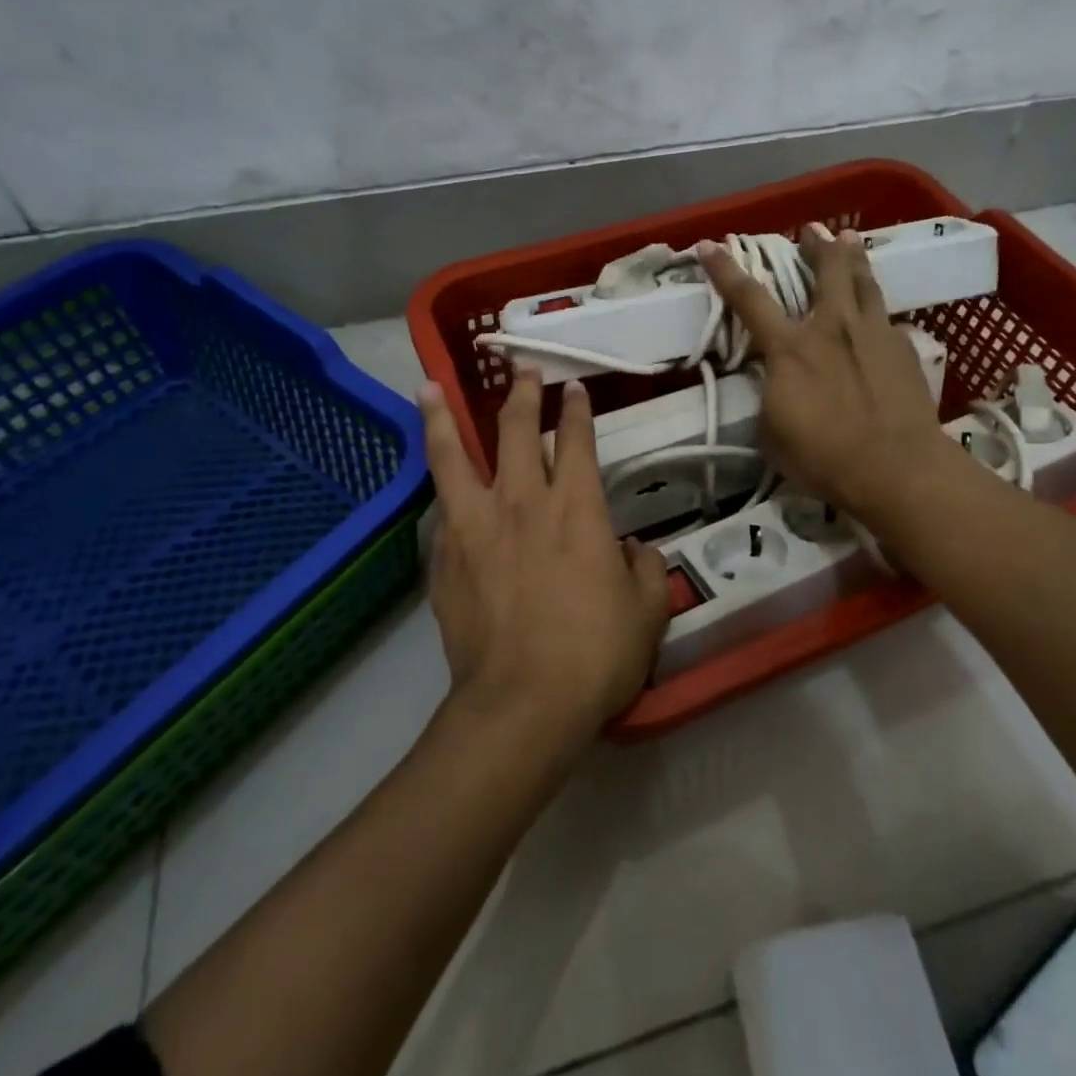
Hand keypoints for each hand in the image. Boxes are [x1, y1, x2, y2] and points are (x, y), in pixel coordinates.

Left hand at [418, 371, 669, 750]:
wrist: (523, 703)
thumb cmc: (595, 654)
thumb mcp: (646, 612)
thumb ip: (644, 569)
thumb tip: (632, 551)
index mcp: (577, 509)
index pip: (576, 441)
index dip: (576, 410)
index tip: (573, 390)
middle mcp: (523, 503)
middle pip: (517, 432)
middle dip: (523, 396)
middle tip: (523, 372)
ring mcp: (476, 527)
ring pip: (454, 456)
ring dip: (443, 418)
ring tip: (429, 387)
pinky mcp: (446, 558)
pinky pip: (443, 512)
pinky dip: (443, 492)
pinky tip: (440, 488)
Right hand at [697, 225, 948, 520]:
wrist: (897, 469)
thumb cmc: (824, 458)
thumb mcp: (773, 434)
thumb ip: (770, 398)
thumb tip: (774, 384)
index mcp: (790, 349)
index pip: (750, 299)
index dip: (726, 270)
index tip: (710, 245)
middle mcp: (831, 328)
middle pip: (826, 270)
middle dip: (817, 245)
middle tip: (813, 230)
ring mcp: (873, 333)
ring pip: (864, 281)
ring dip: (853, 257)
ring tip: (849, 241)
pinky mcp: (903, 348)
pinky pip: (885, 315)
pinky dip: (875, 306)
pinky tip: (876, 312)